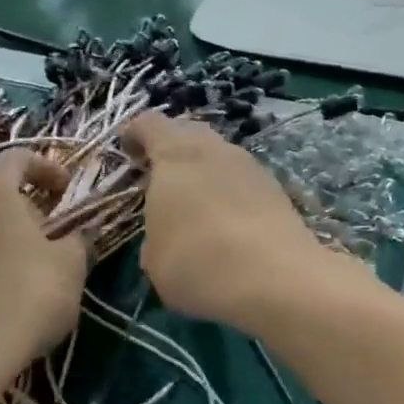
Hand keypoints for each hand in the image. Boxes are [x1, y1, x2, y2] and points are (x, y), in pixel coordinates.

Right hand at [121, 111, 330, 333]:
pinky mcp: (277, 191)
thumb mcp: (154, 260)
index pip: (149, 124)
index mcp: (175, 154)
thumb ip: (154, 235)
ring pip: (219, 158)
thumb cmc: (198, 262)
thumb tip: (166, 235)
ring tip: (194, 207)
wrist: (277, 279)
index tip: (126, 152)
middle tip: (160, 180)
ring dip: (204, 174)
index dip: (134, 134)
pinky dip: (230, 196)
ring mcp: (251, 167)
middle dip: (171, 152)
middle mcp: (214, 149)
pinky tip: (227, 226)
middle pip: (188, 134)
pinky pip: (242, 183)